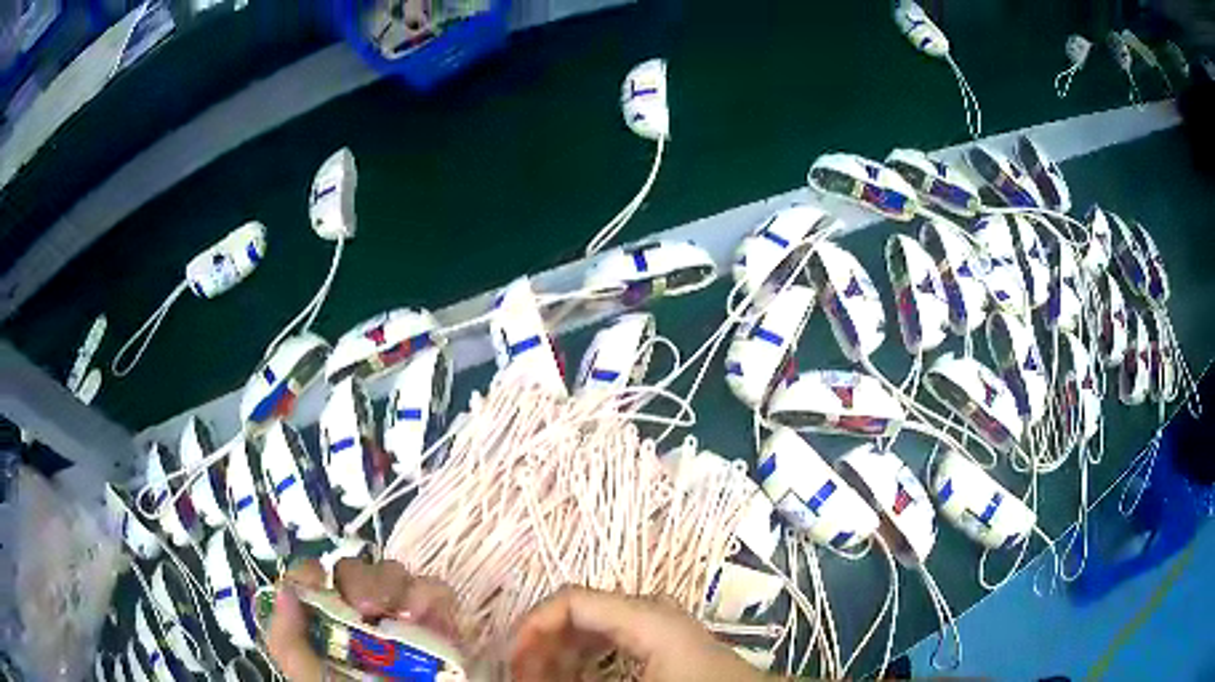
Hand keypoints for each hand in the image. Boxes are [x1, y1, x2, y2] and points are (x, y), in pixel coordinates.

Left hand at [266, 558, 460, 681]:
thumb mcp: (312, 677)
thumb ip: (288, 642)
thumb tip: (284, 591)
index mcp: (327, 624)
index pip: (312, 580)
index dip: (312, 572)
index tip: (318, 577)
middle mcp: (363, 616)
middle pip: (355, 569)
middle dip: (360, 579)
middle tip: (366, 608)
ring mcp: (403, 617)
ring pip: (394, 572)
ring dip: (394, 586)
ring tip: (401, 616)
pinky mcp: (442, 622)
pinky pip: (437, 590)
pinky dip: (430, 596)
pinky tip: (425, 619)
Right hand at [509, 586, 772, 681]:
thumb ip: (572, 680)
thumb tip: (528, 677)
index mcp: (643, 615)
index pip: (571, 600)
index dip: (532, 626)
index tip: (512, 661)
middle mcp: (648, 611)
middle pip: (578, 614)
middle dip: (543, 644)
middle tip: (521, 676)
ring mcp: (657, 625)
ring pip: (592, 629)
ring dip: (561, 654)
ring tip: (540, 679)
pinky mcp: (662, 642)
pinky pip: (610, 643)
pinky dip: (585, 660)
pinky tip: (574, 680)